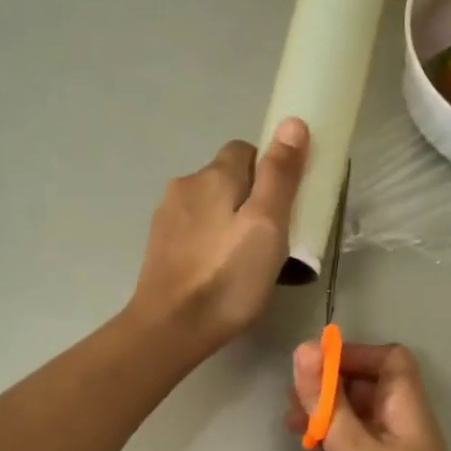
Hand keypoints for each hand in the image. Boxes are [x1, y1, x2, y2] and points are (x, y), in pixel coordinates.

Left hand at [130, 120, 308, 354]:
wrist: (171, 328)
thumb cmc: (228, 278)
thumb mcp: (267, 226)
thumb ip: (280, 175)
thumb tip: (292, 122)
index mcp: (213, 175)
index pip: (246, 150)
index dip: (269, 173)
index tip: (283, 209)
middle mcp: (184, 185)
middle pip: (227, 179)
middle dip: (249, 200)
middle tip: (269, 241)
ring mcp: (166, 217)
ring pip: (209, 206)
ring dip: (228, 222)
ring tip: (243, 262)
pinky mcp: (159, 245)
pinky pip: (194, 231)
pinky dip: (209, 242)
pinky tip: (217, 272)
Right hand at [286, 341, 450, 450]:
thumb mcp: (354, 446)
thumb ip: (326, 400)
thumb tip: (304, 348)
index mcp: (405, 405)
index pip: (388, 359)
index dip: (353, 354)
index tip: (313, 365)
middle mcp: (399, 423)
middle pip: (367, 385)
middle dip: (329, 384)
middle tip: (292, 396)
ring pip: (355, 416)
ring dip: (324, 412)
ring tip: (290, 422)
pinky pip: (351, 445)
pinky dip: (328, 439)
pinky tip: (306, 447)